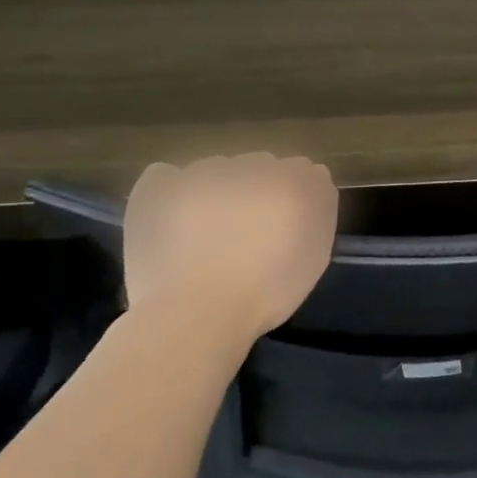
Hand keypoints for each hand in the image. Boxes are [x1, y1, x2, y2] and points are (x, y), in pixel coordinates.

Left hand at [121, 154, 337, 344]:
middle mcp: (250, 165)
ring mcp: (202, 171)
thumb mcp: (315, 256)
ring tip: (205, 235)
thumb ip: (316, 210)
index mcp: (293, 180)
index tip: (283, 230)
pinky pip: (168, 175)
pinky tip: (174, 222)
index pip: (301, 171)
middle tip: (245, 235)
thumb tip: (309, 180)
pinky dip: (172, 192)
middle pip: (258, 167)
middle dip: (254, 191)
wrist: (197, 312)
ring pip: (215, 170)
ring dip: (216, 192)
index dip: (291, 199)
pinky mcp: (160, 184)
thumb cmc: (267, 293)